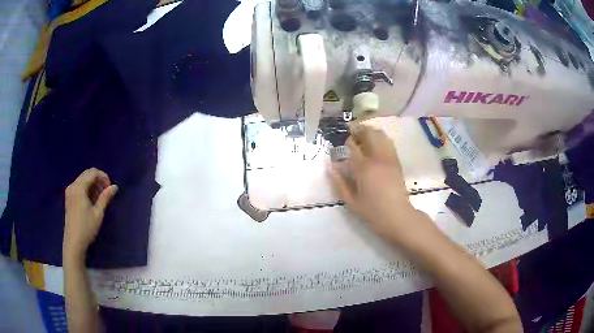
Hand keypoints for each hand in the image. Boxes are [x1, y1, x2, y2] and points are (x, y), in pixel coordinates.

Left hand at [63, 168, 117, 261]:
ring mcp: (69, 191)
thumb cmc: (87, 227)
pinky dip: (87, 189)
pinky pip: (79, 186)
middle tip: (106, 192)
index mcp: (79, 187)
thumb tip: (115, 186)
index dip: (103, 176)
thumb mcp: (98, 213)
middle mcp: (73, 185)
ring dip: (93, 185)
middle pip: (87, 174)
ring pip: (83, 180)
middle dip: (98, 180)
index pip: (93, 172)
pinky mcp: (69, 198)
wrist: (74, 242)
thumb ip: (105, 197)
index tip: (110, 187)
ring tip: (100, 198)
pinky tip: (91, 201)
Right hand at [331, 125, 431, 243]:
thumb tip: (332, 168)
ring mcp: (389, 158)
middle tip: (351, 132)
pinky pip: (388, 142)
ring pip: (380, 135)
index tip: (342, 143)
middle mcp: (377, 158)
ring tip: (363, 136)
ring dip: (370, 131)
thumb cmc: (372, 211)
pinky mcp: (396, 161)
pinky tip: (375, 144)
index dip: (346, 141)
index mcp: (364, 168)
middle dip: (359, 130)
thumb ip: (340, 183)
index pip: (352, 146)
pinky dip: (380, 138)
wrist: (397, 216)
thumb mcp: (351, 202)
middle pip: (369, 134)